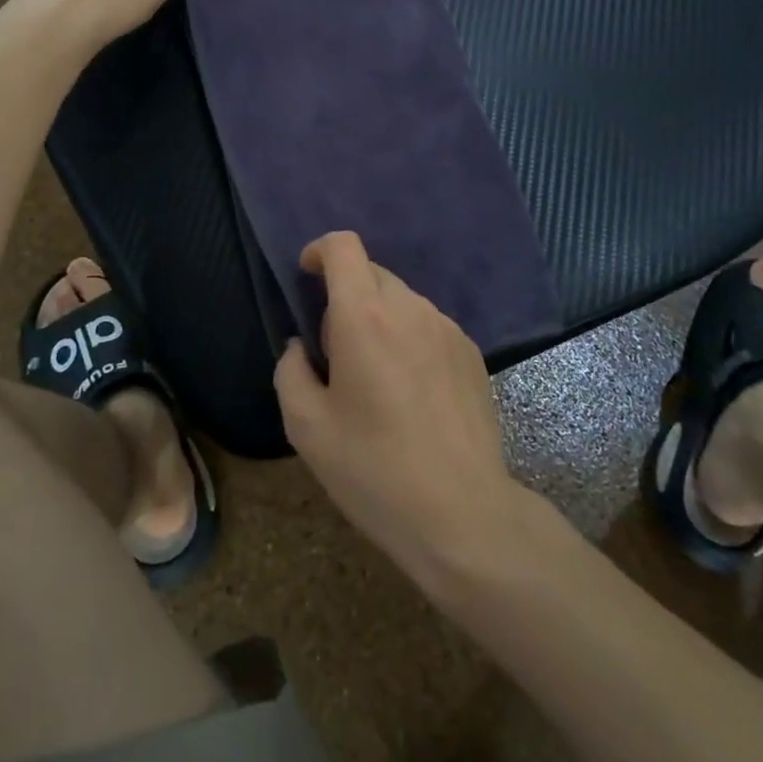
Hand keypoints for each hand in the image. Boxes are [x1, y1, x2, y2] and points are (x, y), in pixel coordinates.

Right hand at [275, 231, 525, 579]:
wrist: (463, 514)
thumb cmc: (374, 469)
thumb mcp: (306, 427)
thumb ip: (290, 370)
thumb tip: (301, 347)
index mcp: (364, 317)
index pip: (343, 247)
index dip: (319, 251)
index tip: (306, 276)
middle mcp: (410, 308)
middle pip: (371, 272)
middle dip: (345, 296)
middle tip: (336, 353)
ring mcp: (447, 329)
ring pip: (401, 300)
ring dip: (379, 319)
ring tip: (376, 379)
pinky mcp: (471, 353)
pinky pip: (428, 326)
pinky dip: (409, 339)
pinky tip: (412, 394)